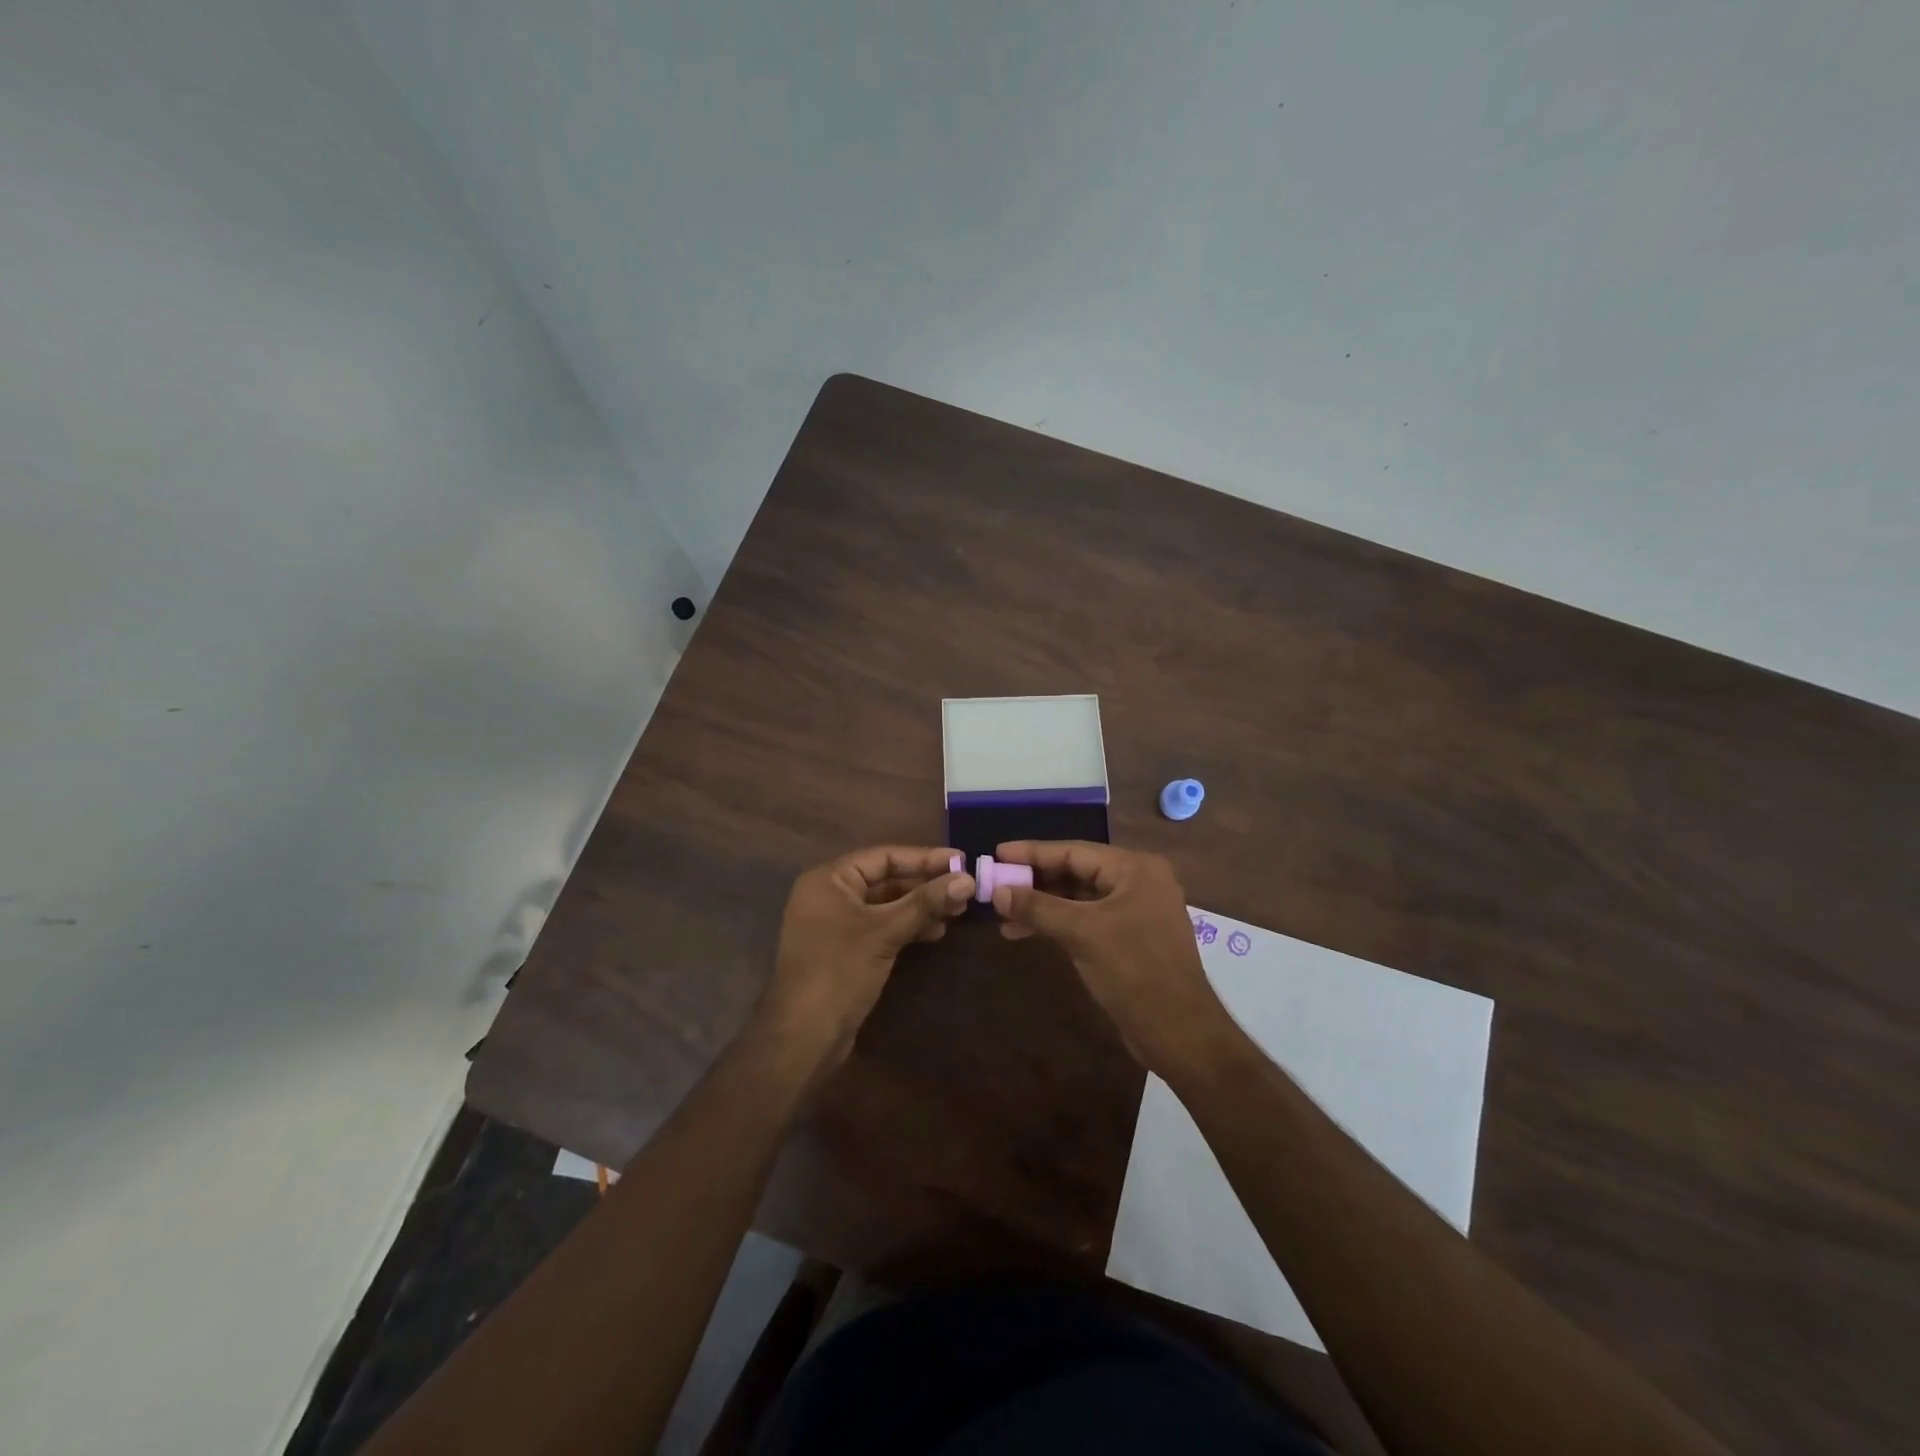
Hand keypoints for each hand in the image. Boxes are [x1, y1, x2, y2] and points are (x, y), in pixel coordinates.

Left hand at [754, 845, 973, 1068]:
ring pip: (886, 905)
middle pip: (885, 879)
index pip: (884, 856)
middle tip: (965, 889)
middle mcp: (829, 895)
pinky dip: (906, 926)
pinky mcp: (845, 950)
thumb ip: (926, 903)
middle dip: (925, 885)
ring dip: (920, 907)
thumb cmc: (839, 971)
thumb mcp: (885, 931)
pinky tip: (935, 932)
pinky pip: (880, 927)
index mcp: (829, 879)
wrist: (804, 1037)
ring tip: (957, 911)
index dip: (925, 858)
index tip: (961, 861)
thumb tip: (968, 879)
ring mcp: (836, 924)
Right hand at [992, 840, 1239, 1077]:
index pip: (1074, 851)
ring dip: (1041, 906)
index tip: (996, 852)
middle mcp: (1137, 882)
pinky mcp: (1129, 937)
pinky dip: (1057, 924)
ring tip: (1003, 915)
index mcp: (1135, 869)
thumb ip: (1038, 907)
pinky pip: (1086, 919)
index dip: (1032, 852)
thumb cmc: (1134, 972)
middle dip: (1035, 881)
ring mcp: (1135, 910)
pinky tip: (1025, 932)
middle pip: (1076, 871)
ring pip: (1078, 898)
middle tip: (995, 884)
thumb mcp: (1082, 934)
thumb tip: (997, 891)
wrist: (1180, 1033)